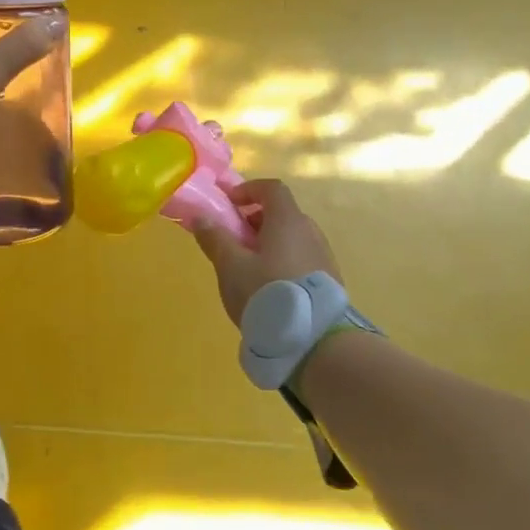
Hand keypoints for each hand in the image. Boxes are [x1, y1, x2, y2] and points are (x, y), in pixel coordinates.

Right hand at [192, 179, 343, 326]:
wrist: (315, 341)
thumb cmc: (266, 292)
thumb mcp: (230, 266)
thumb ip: (214, 238)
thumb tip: (200, 216)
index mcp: (288, 220)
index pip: (272, 188)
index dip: (248, 190)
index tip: (229, 205)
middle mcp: (310, 232)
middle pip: (281, 214)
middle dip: (254, 221)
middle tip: (234, 242)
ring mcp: (324, 257)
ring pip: (291, 239)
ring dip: (268, 244)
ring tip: (248, 270)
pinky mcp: (329, 281)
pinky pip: (301, 260)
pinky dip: (282, 263)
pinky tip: (269, 290)